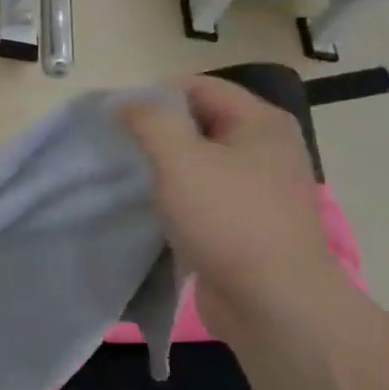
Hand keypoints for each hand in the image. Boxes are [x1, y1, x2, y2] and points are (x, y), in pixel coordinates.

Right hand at [125, 78, 346, 343]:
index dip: (154, 95)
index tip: (115, 119)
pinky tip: (149, 209)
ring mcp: (258, 189)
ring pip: (198, 162)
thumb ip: (149, 120)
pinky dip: (175, 197)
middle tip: (116, 149)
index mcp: (261, 123)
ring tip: (126, 179)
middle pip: (199, 122)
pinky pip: (203, 195)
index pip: (198, 86)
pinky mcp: (246, 223)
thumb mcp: (180, 159)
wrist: (273, 303)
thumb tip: (125, 101)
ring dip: (163, 168)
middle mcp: (266, 149)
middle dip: (156, 132)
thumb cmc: (228, 220)